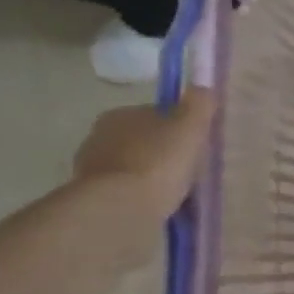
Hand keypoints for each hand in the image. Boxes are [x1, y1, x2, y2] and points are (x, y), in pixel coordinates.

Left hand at [72, 88, 217, 226]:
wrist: (120, 207)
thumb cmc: (158, 161)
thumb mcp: (190, 127)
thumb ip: (198, 104)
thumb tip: (202, 87)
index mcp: (121, 114)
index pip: (155, 115)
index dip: (178, 128)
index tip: (194, 145)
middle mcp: (99, 135)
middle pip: (142, 140)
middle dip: (162, 152)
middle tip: (188, 170)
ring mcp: (91, 168)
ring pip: (131, 167)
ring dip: (149, 176)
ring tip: (174, 193)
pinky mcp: (91, 196)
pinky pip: (124, 191)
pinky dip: (139, 196)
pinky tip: (157, 206)